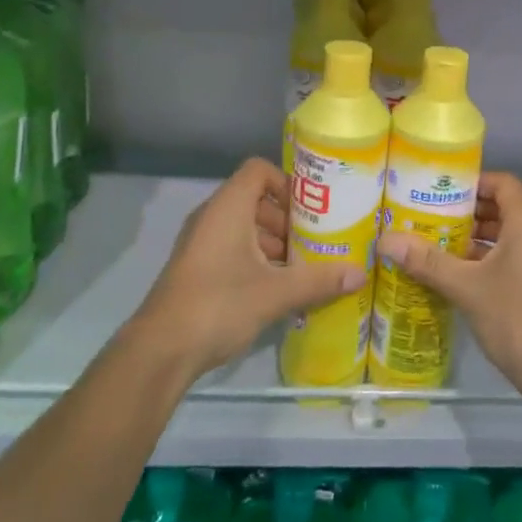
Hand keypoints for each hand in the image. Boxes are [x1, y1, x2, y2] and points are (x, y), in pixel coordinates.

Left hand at [131, 158, 363, 377]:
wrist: (160, 351)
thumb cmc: (219, 304)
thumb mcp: (275, 292)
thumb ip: (318, 280)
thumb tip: (360, 273)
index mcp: (228, 207)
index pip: (259, 170)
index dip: (286, 182)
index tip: (312, 208)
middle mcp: (211, 216)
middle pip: (255, 199)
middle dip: (286, 218)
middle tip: (314, 241)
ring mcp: (199, 243)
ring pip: (243, 226)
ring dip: (272, 241)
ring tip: (301, 267)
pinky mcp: (195, 268)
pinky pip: (231, 248)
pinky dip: (255, 258)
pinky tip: (276, 288)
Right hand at [378, 172, 521, 393]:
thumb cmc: (515, 316)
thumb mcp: (465, 286)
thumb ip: (427, 261)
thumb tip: (386, 240)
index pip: (502, 183)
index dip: (472, 183)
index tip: (440, 191)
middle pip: (505, 207)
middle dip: (469, 212)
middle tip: (432, 218)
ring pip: (512, 234)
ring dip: (480, 237)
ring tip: (441, 245)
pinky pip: (519, 254)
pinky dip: (494, 256)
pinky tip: (463, 274)